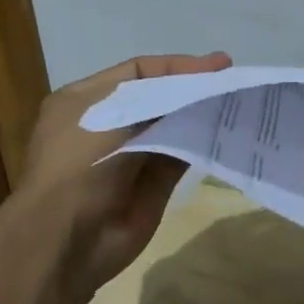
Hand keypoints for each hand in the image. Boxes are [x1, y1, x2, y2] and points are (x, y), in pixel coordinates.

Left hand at [22, 51, 231, 303]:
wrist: (68, 238)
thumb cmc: (79, 163)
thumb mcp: (114, 114)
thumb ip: (161, 97)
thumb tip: (201, 89)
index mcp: (86, 101)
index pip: (139, 71)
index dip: (177, 65)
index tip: (217, 65)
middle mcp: (108, 124)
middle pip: (159, 96)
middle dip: (192, 87)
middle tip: (231, 81)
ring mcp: (132, 154)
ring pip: (174, 124)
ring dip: (201, 113)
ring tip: (235, 101)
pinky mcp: (154, 184)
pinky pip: (183, 154)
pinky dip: (203, 141)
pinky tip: (226, 129)